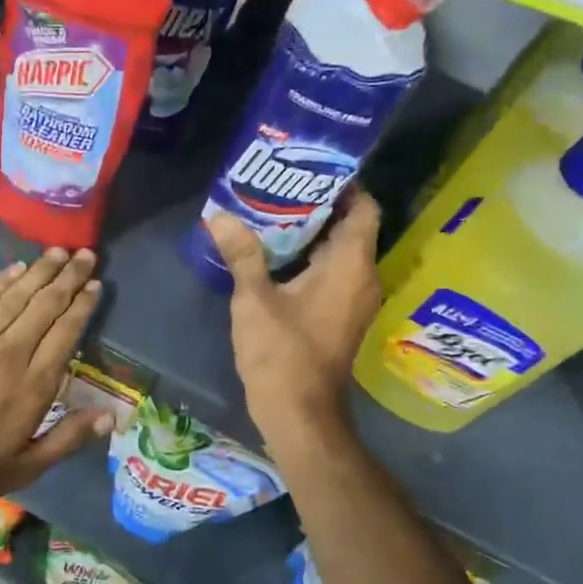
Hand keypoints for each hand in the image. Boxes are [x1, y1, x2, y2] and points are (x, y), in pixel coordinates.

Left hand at [0, 248, 112, 512]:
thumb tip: (110, 416)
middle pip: (46, 305)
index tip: (95, 285)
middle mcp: (10, 352)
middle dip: (68, 278)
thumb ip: (67, 439)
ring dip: (40, 271)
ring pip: (16, 295)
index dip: (82, 306)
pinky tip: (16, 268)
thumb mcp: (22, 469)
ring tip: (58, 252)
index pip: (66, 333)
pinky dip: (1, 280)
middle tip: (86, 255)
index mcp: (33, 385)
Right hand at [207, 190, 382, 464]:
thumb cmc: (282, 353)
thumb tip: (219, 216)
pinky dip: (311, 261)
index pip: (364, 208)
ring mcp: (354, 302)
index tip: (309, 170)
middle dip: (318, 207)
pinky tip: (276, 258)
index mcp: (351, 266)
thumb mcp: (255, 299)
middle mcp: (363, 279)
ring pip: (340, 254)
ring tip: (272, 216)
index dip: (344, 185)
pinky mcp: (341, 319)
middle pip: (351, 228)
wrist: (299, 413)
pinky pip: (333, 276)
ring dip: (312, 235)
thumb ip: (242, 254)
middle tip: (279, 188)